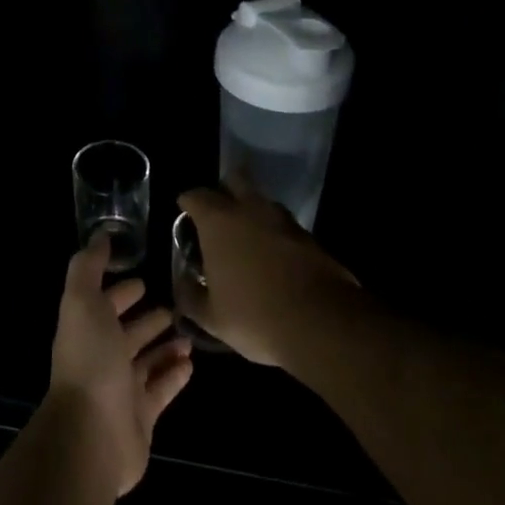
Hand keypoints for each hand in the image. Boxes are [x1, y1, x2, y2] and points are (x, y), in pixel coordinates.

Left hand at [47, 238, 192, 495]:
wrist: (92, 433)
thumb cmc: (89, 360)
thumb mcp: (82, 301)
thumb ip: (88, 266)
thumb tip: (100, 235)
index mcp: (87, 328)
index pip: (104, 303)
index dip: (121, 290)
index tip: (143, 278)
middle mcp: (102, 356)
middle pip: (127, 333)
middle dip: (147, 318)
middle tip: (174, 305)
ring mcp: (122, 388)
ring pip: (147, 361)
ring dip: (165, 346)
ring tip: (189, 333)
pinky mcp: (142, 416)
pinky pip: (161, 390)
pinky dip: (174, 375)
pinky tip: (191, 364)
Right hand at [175, 180, 360, 367]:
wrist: (322, 325)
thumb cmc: (254, 315)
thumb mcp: (211, 317)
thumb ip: (190, 297)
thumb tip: (182, 286)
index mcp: (218, 221)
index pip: (196, 195)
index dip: (188, 202)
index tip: (185, 212)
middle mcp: (250, 210)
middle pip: (235, 180)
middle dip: (225, 189)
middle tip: (219, 212)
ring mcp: (284, 221)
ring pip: (263, 202)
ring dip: (253, 211)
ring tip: (248, 236)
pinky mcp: (311, 238)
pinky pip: (286, 226)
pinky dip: (277, 234)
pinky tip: (275, 257)